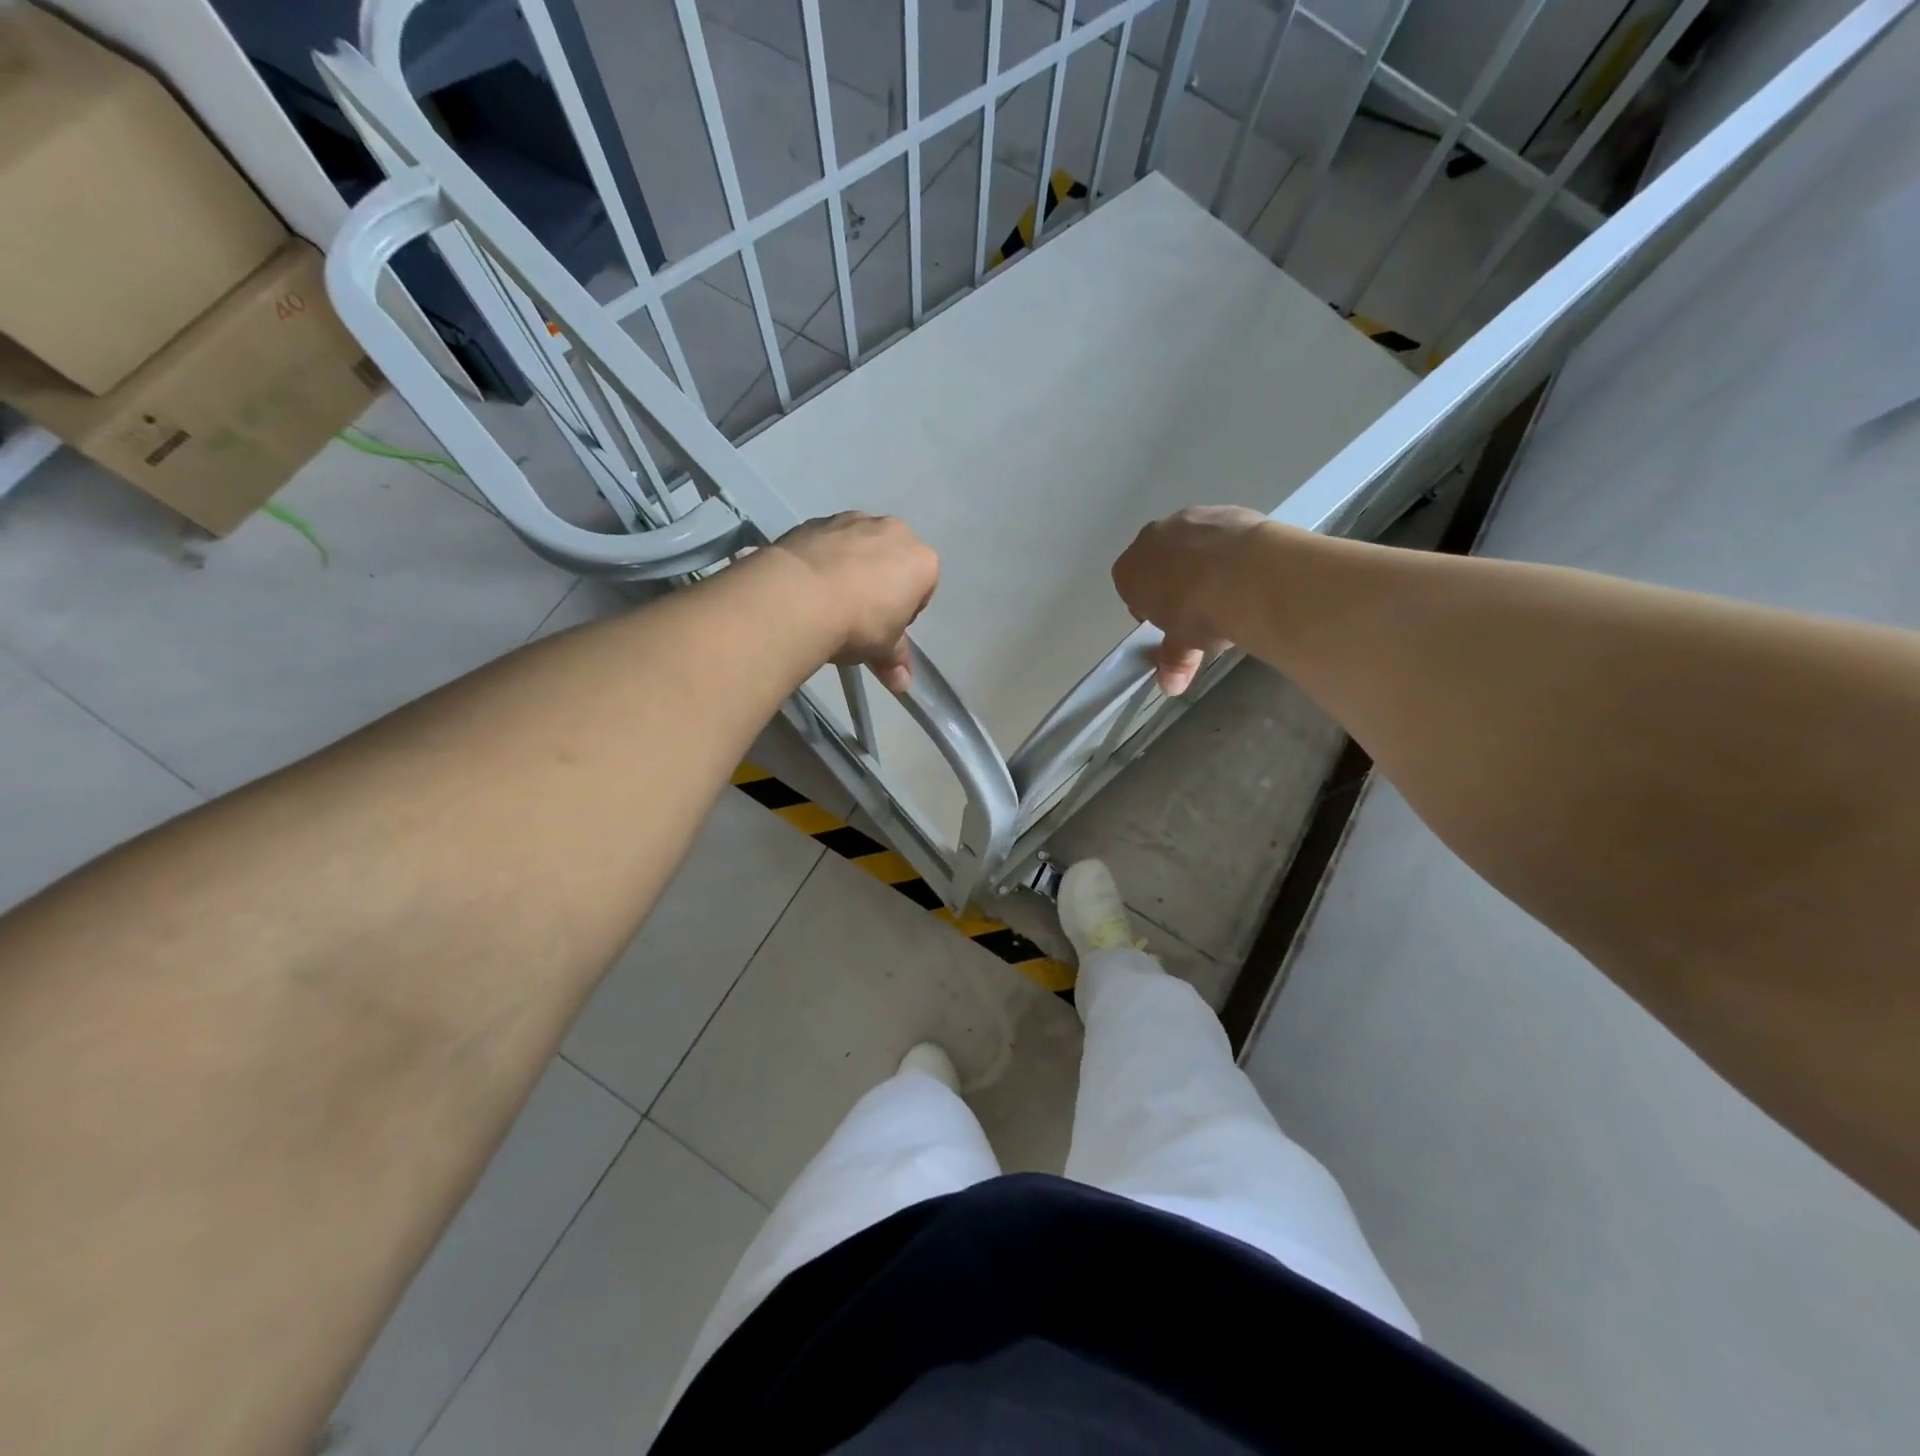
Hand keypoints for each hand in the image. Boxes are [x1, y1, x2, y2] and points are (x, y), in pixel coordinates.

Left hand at [772, 513, 938, 692]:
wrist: (799, 597)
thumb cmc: (859, 624)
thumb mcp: (882, 648)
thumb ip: (895, 660)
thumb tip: (902, 684)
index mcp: (922, 561)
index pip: (922, 590)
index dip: (903, 614)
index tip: (884, 630)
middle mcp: (893, 531)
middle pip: (892, 562)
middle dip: (879, 585)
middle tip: (857, 616)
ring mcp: (853, 520)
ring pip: (859, 548)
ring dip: (850, 569)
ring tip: (828, 601)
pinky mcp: (816, 521)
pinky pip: (828, 543)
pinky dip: (823, 559)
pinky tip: (808, 585)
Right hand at [1111, 506, 1272, 694]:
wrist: (1246, 575)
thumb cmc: (1200, 614)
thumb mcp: (1184, 644)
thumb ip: (1174, 660)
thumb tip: (1170, 687)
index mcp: (1128, 572)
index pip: (1131, 590)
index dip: (1151, 608)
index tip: (1172, 624)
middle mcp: (1150, 538)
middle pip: (1157, 562)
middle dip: (1173, 581)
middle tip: (1199, 607)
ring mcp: (1187, 519)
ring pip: (1187, 543)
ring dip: (1201, 561)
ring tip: (1228, 587)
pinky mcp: (1223, 509)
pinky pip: (1218, 532)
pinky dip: (1228, 547)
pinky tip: (1246, 568)